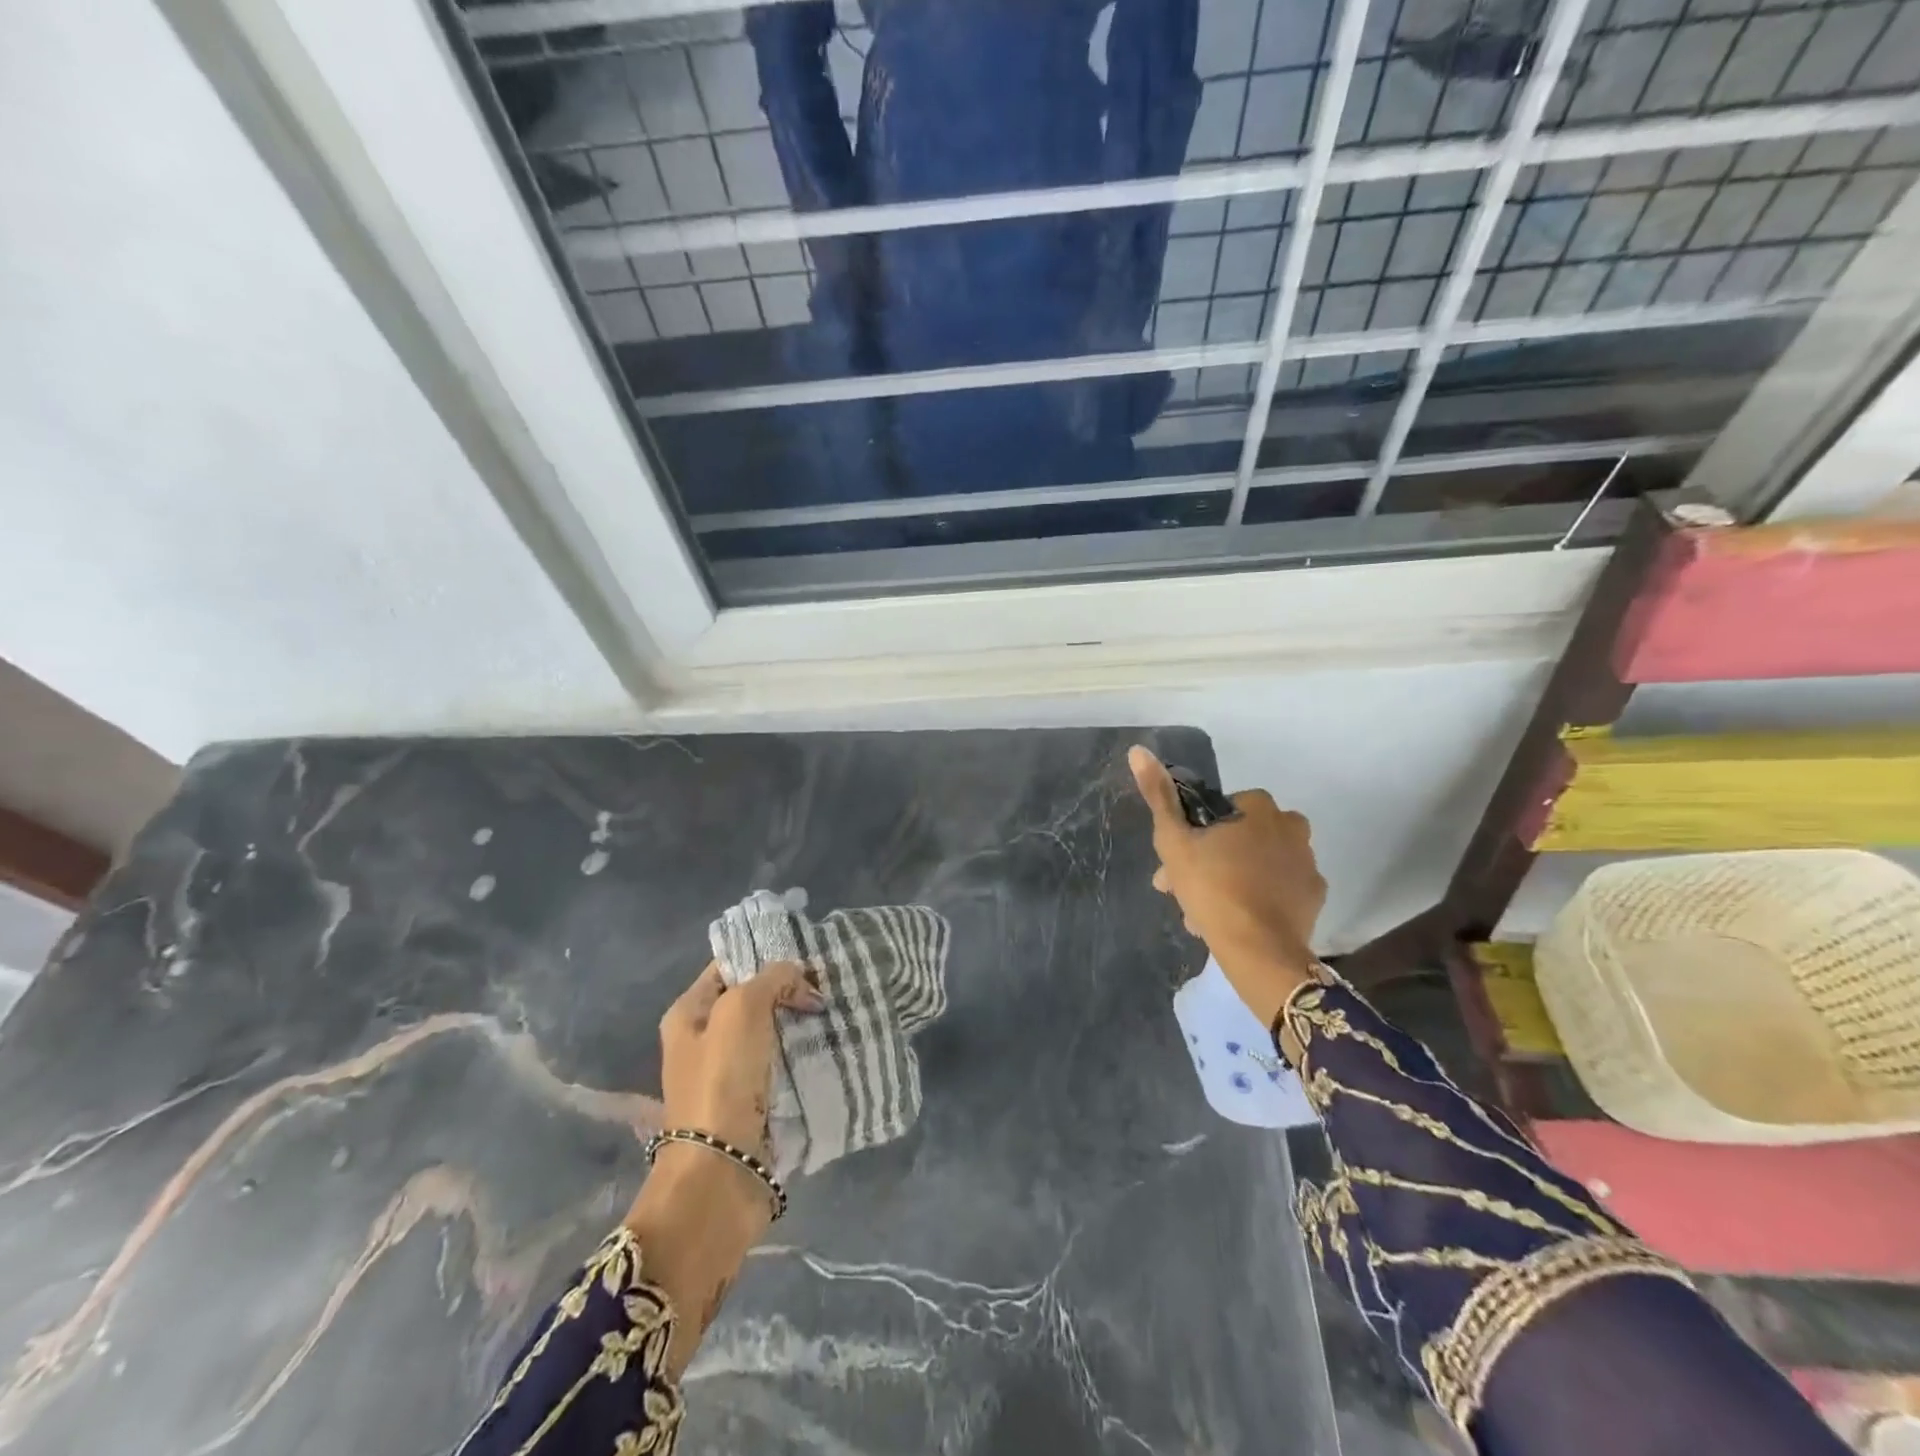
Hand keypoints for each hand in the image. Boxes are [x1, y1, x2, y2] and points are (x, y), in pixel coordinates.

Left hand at [658, 959, 824, 1157]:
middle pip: (751, 1001)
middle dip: (787, 991)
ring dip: (797, 1025)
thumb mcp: (742, 1009)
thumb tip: (798, 977)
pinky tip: (827, 1047)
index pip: (728, 967)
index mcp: (688, 1014)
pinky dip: (800, 1057)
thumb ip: (771, 979)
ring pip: (769, 1034)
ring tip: (834, 1013)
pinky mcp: (749, 1105)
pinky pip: (779, 1067)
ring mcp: (725, 1076)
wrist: (720, 1171)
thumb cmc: (722, 1080)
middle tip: (826, 985)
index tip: (806, 956)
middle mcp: (701, 1042)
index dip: (764, 957)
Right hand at [1128, 746, 1326, 1027]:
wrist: (1258, 950)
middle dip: (1211, 860)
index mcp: (1259, 808)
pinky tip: (1238, 919)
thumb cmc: (1212, 888)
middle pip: (1240, 838)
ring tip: (1205, 913)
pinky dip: (1261, 897)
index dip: (1196, 834)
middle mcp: (1291, 827)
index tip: (1178, 860)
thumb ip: (1159, 796)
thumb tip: (1139, 751)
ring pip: (1258, 863)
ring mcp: (1307, 862)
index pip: (1221, 810)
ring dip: (1233, 879)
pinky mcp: (1315, 896)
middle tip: (1185, 890)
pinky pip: (1279, 888)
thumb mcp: (1174, 841)